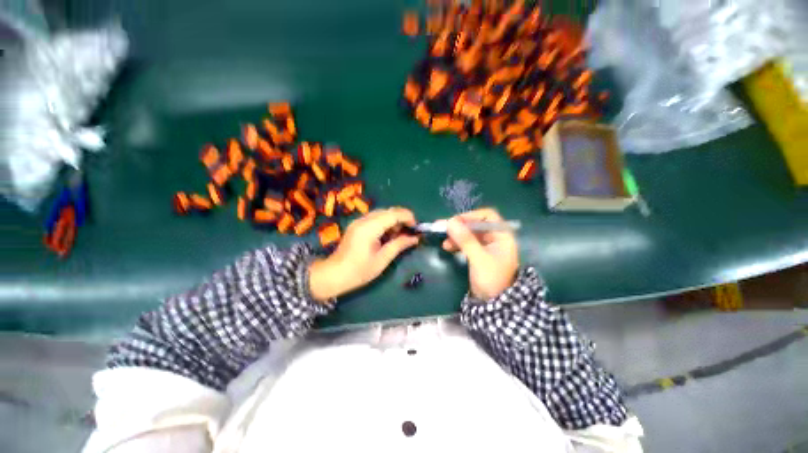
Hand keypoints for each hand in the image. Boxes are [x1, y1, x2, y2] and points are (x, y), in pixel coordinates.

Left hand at [309, 207, 418, 300]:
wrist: (334, 275)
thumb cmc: (359, 271)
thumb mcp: (382, 260)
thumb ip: (399, 245)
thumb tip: (415, 238)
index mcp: (370, 228)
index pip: (393, 214)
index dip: (408, 217)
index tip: (416, 227)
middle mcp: (363, 220)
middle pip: (388, 211)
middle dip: (401, 218)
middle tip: (409, 232)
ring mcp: (359, 221)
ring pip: (382, 213)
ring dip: (393, 221)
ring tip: (399, 235)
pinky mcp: (357, 225)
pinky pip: (375, 218)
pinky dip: (385, 223)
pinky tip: (388, 235)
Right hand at [442, 208, 518, 299]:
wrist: (494, 304)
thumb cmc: (492, 279)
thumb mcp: (478, 258)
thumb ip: (465, 240)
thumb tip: (450, 222)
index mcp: (502, 235)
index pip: (487, 216)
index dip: (470, 216)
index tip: (454, 221)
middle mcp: (495, 237)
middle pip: (475, 224)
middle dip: (459, 227)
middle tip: (442, 228)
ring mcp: (486, 245)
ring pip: (469, 234)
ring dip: (456, 235)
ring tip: (444, 242)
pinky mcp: (478, 253)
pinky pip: (466, 243)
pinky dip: (457, 243)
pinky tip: (447, 247)